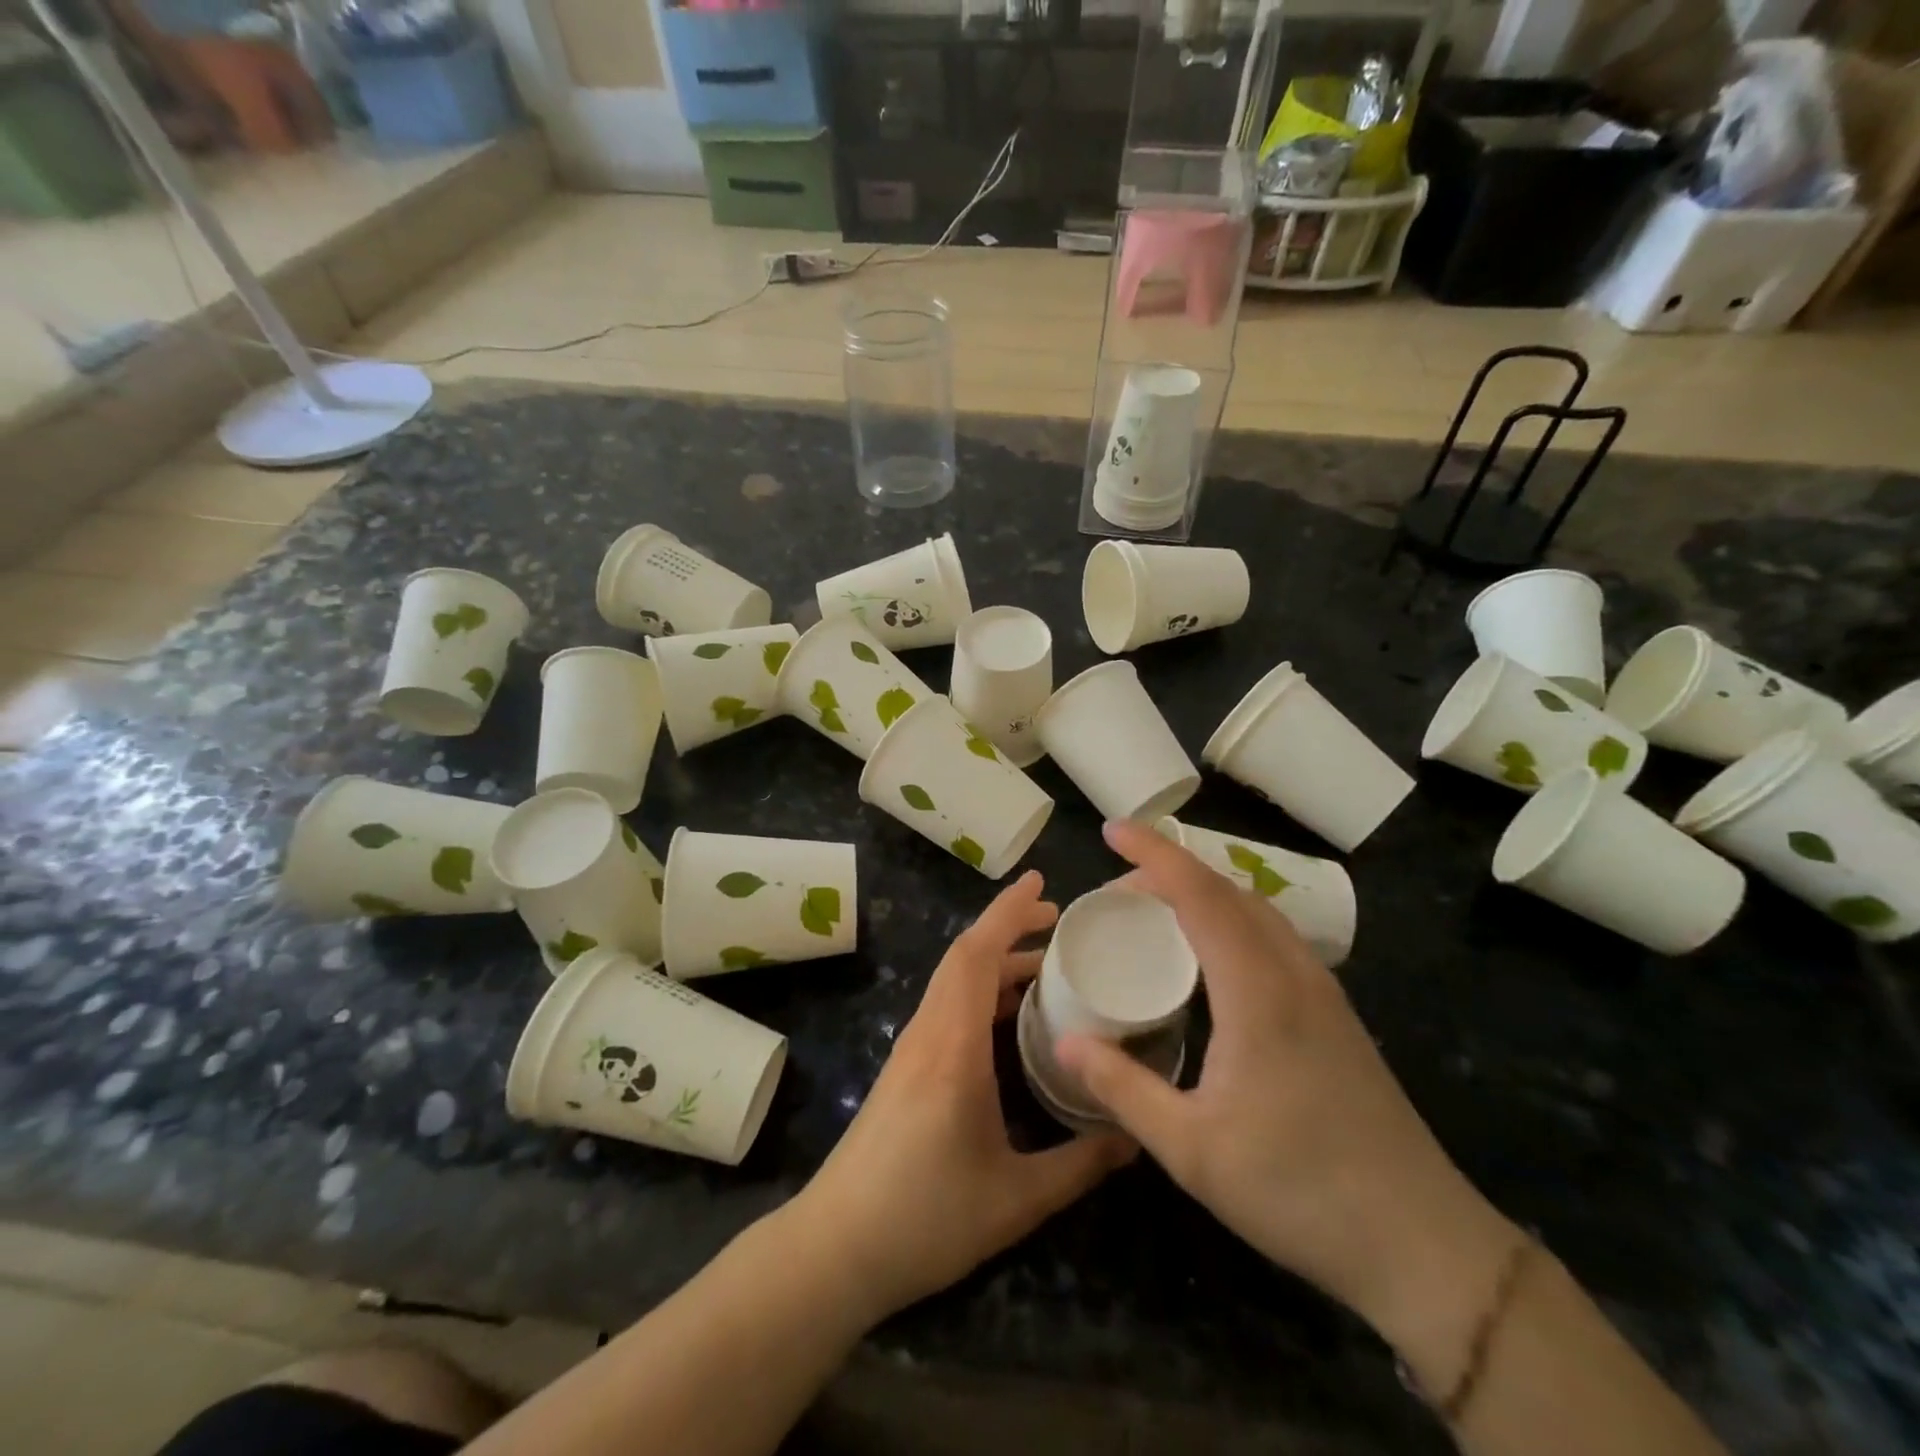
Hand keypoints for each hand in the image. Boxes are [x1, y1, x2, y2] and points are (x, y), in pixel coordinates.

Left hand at [792, 871, 1135, 1323]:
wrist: (836, 1247)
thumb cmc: (925, 1217)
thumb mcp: (1016, 1199)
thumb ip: (1080, 1165)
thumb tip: (1135, 1138)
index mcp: (953, 1047)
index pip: (977, 955)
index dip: (1008, 912)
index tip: (1041, 884)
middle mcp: (929, 1032)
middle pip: (964, 956)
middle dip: (1008, 926)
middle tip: (1058, 922)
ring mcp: (912, 1048)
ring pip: (953, 979)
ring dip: (995, 959)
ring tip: (1045, 964)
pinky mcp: (907, 1067)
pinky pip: (947, 1005)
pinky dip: (980, 988)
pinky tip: (1009, 1015)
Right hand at [1056, 823, 1518, 1348]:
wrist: (1424, 1244)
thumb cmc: (1299, 1191)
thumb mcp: (1192, 1150)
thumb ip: (1123, 1088)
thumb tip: (1065, 1041)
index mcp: (1257, 991)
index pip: (1199, 895)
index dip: (1153, 854)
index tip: (1112, 829)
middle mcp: (1293, 975)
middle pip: (1229, 891)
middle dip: (1171, 869)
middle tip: (1119, 884)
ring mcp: (1322, 993)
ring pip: (1258, 910)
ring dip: (1205, 891)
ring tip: (1158, 907)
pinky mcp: (1335, 1016)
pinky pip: (1275, 937)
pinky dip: (1232, 918)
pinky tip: (1214, 955)